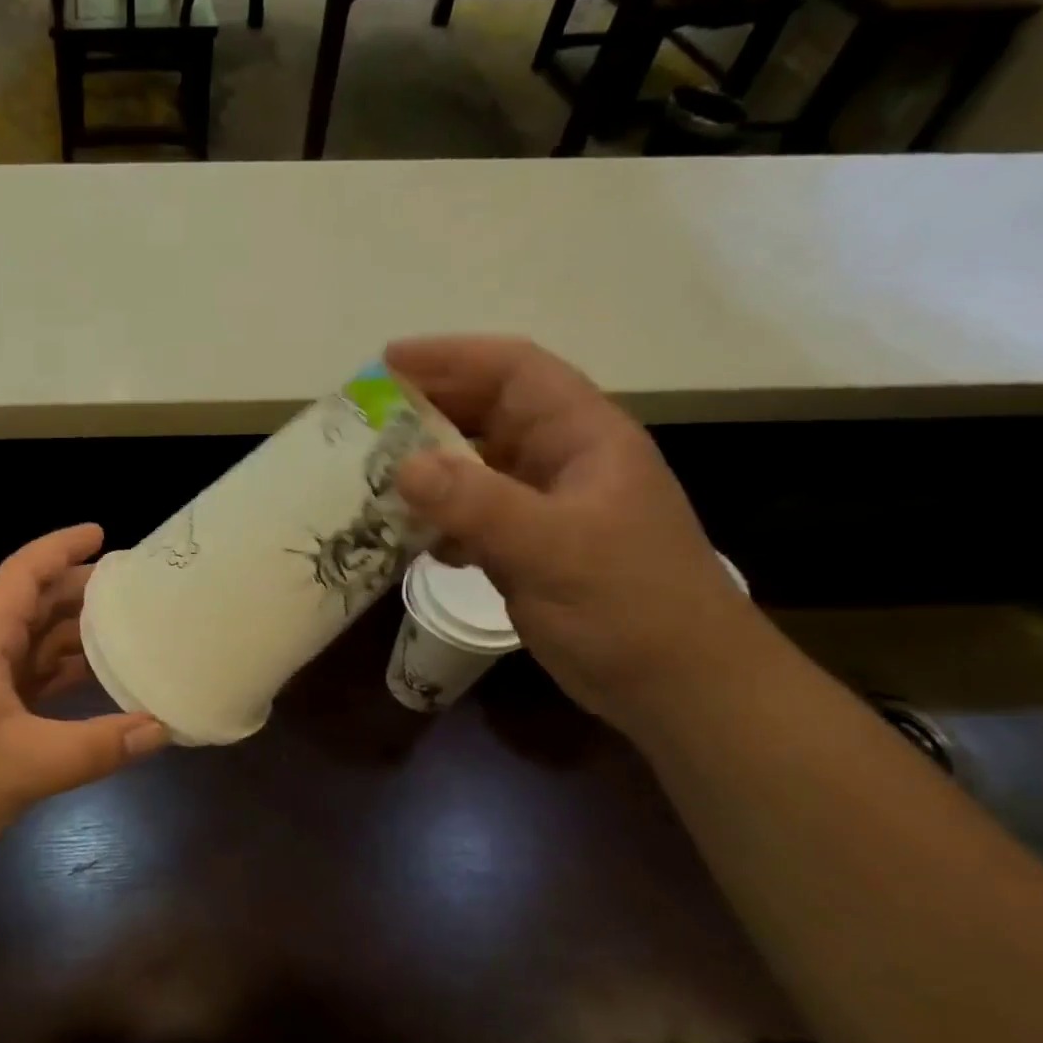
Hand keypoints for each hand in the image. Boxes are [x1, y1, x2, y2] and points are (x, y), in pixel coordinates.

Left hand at [0, 525, 167, 870]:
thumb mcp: (27, 765)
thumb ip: (99, 745)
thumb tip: (163, 728)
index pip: (25, 572)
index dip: (63, 547)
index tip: (104, 533)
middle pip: (33, 602)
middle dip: (81, 590)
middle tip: (136, 587)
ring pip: (31, 640)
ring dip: (74, 633)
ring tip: (129, 628)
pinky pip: (26, 675)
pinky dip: (60, 672)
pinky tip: (96, 680)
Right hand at [388, 336, 764, 732]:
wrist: (676, 685)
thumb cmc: (629, 605)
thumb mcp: (552, 548)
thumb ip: (477, 503)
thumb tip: (403, 466)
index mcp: (583, 437)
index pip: (514, 371)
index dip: (452, 357)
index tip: (387, 361)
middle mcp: (562, 460)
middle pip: (488, 413)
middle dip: (429, 409)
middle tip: (365, 420)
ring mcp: (546, 506)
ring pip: (476, 466)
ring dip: (427, 468)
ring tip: (373, 476)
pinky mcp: (530, 547)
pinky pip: (473, 515)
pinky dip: (439, 519)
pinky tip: (412, 538)